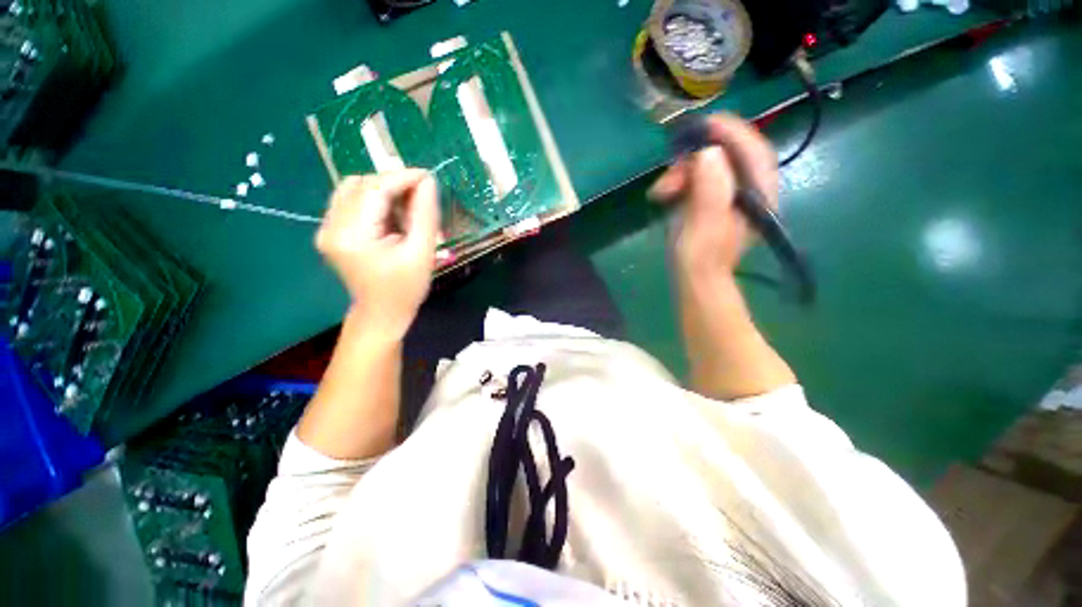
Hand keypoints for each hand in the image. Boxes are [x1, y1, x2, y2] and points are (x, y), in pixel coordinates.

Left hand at [316, 170, 439, 339]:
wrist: (382, 314)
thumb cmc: (406, 289)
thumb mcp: (422, 253)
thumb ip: (425, 215)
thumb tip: (428, 181)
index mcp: (352, 236)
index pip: (374, 189)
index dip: (402, 177)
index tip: (429, 176)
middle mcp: (331, 227)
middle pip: (361, 185)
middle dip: (394, 185)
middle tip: (421, 199)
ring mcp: (326, 228)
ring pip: (354, 189)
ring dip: (384, 191)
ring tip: (407, 210)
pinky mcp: (331, 231)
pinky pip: (351, 201)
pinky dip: (374, 201)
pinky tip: (391, 217)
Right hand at [648, 114, 778, 276]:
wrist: (693, 279)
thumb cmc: (699, 258)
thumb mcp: (704, 226)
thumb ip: (711, 190)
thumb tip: (708, 152)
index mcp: (758, 196)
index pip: (754, 153)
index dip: (733, 133)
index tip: (705, 124)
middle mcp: (748, 191)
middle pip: (728, 157)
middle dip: (696, 159)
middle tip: (670, 171)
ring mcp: (729, 196)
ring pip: (709, 167)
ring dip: (682, 172)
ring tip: (661, 190)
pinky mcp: (711, 201)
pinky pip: (698, 179)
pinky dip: (680, 181)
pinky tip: (664, 193)